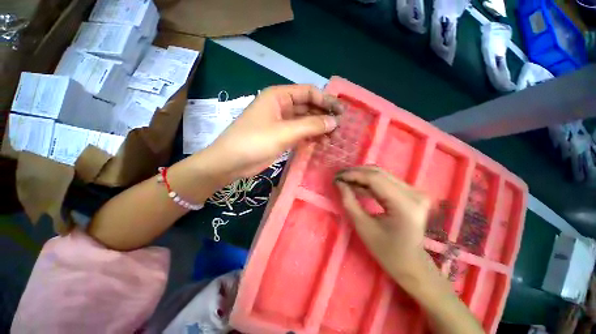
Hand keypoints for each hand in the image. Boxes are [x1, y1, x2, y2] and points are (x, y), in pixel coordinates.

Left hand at [206, 84, 343, 179]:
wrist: (231, 163)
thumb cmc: (254, 142)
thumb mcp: (284, 132)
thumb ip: (310, 126)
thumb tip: (334, 122)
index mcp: (279, 96)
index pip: (308, 92)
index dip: (326, 100)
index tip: (341, 112)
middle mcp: (281, 107)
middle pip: (308, 107)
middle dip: (324, 116)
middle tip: (340, 128)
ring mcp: (281, 123)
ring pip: (305, 121)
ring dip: (319, 128)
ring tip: (334, 137)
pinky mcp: (281, 137)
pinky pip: (300, 133)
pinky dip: (311, 137)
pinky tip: (322, 143)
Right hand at [335, 166, 430, 280]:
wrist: (411, 263)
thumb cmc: (386, 250)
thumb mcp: (363, 226)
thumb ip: (349, 201)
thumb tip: (339, 183)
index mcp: (405, 204)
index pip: (375, 179)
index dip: (353, 175)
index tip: (337, 177)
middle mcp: (414, 193)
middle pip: (379, 173)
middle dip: (356, 173)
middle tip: (339, 176)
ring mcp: (415, 191)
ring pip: (382, 174)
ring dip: (361, 176)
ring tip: (345, 180)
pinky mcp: (411, 192)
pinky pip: (386, 181)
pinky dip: (369, 181)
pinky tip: (357, 185)